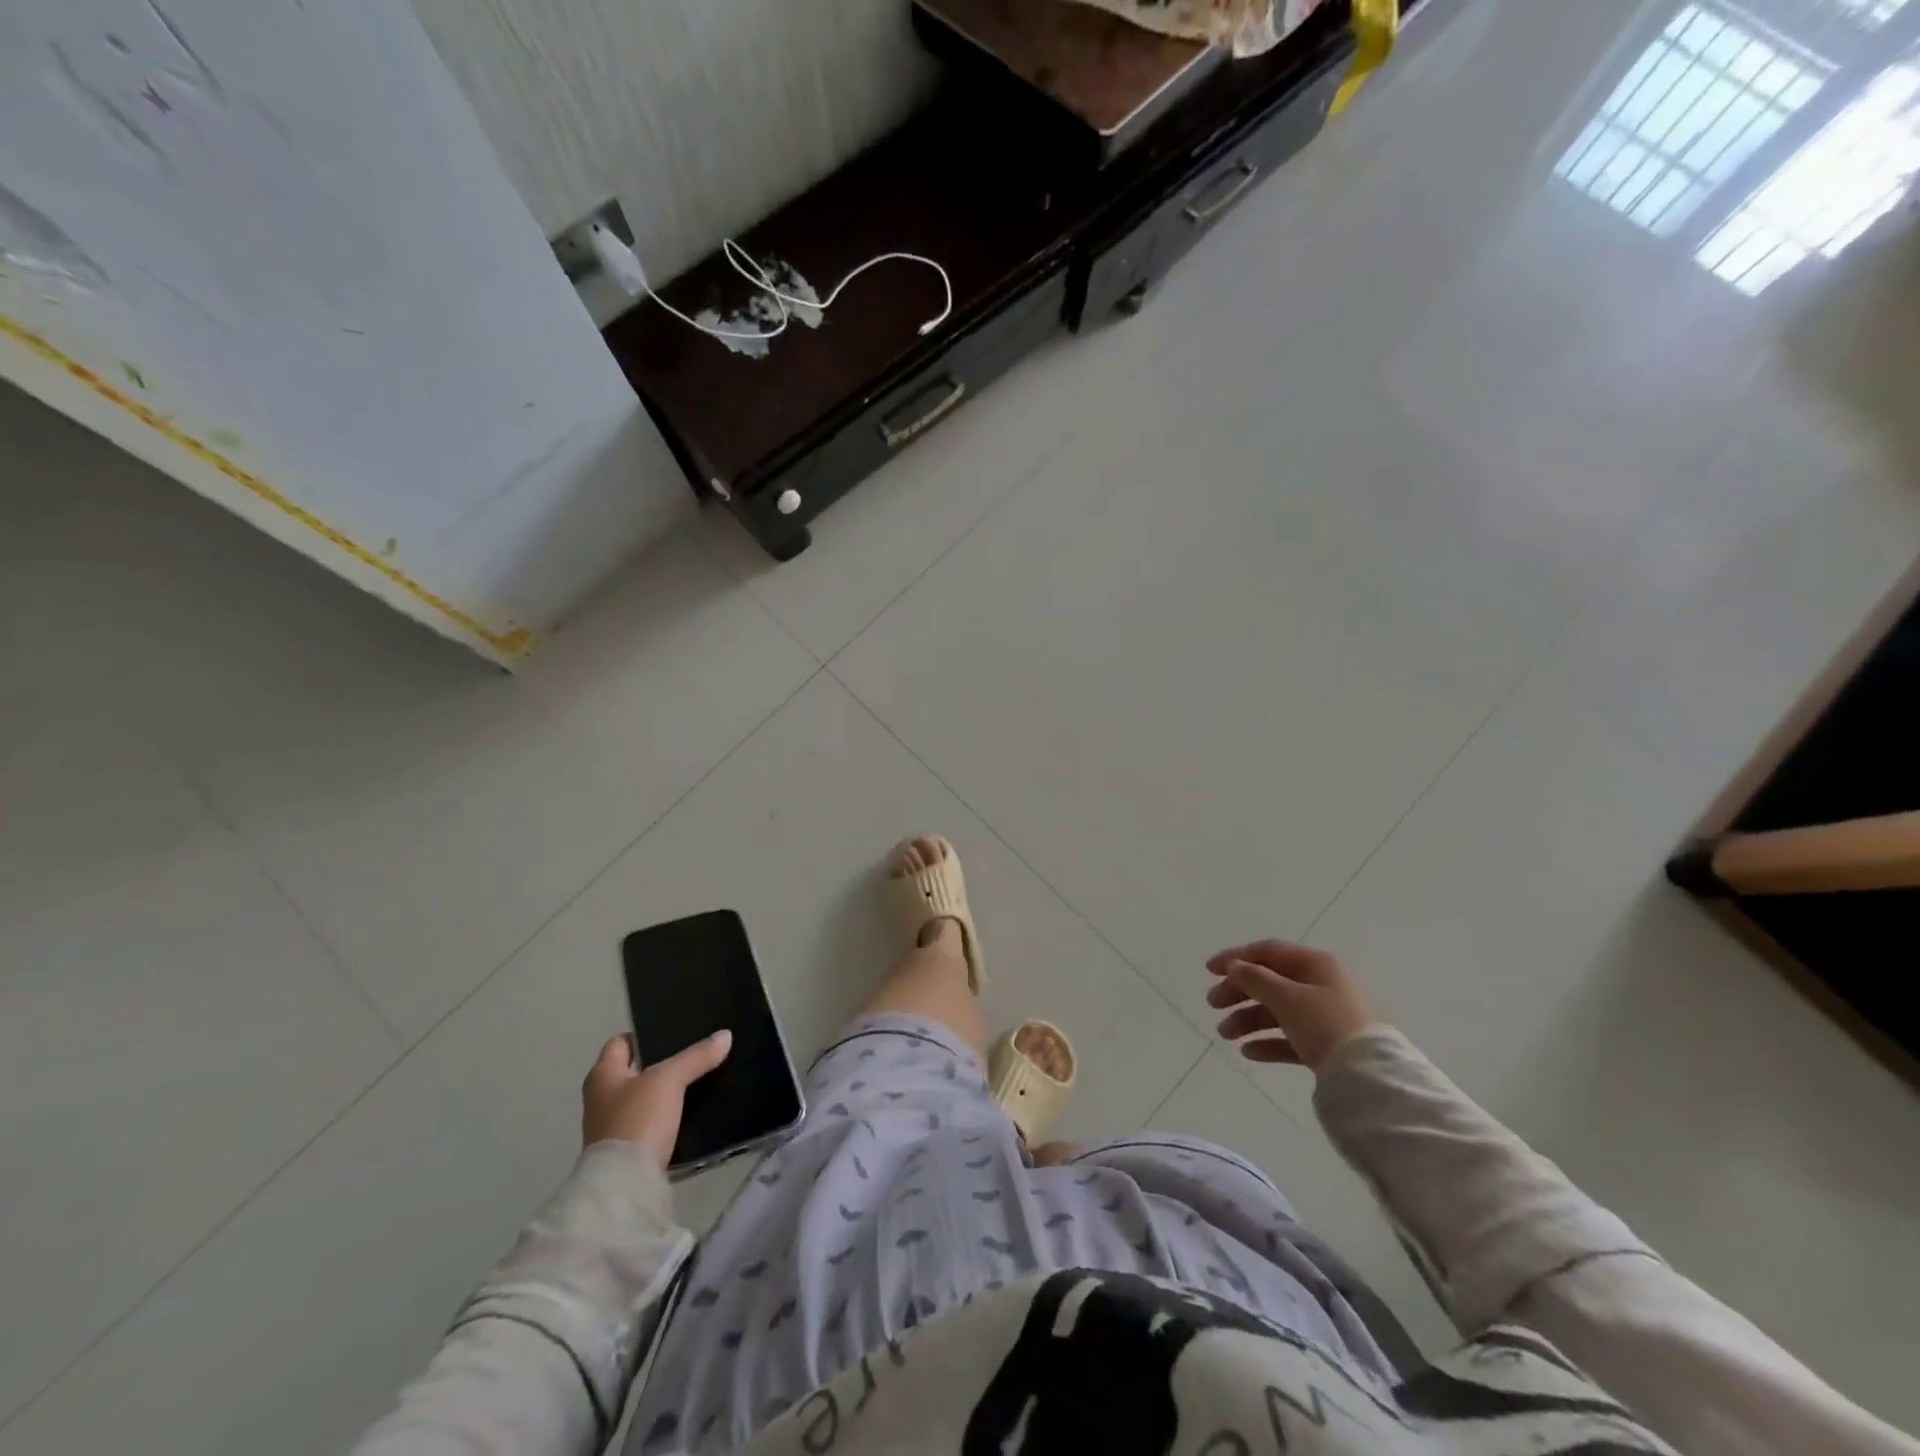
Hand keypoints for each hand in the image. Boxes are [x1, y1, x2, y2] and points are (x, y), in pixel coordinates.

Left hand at [581, 1030, 732, 1169]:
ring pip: (646, 1098)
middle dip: (662, 1063)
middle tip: (695, 1053)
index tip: (673, 1031)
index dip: (644, 1035)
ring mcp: (614, 1128)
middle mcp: (602, 1099)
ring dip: (667, 1092)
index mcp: (602, 1075)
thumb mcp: (669, 1080)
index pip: (620, 1043)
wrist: (625, 1186)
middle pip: (635, 1071)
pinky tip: (694, 1111)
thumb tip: (725, 1035)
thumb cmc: (637, 1119)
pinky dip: (670, 1116)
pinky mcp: (630, 1151)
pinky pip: (653, 1123)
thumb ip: (696, 1057)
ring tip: (702, 1079)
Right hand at [1205, 940, 1379, 1071]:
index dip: (1236, 958)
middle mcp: (1323, 985)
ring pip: (1279, 1011)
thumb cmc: (1326, 1024)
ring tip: (1225, 1035)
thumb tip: (1235, 966)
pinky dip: (1269, 1041)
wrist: (1372, 1078)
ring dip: (1249, 1019)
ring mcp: (1327, 1017)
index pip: (1269, 952)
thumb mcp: (1286, 997)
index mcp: (1317, 964)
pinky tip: (1248, 1052)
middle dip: (1239, 992)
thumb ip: (1255, 979)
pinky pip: (1292, 1037)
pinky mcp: (1329, 1046)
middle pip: (1271, 982)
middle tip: (1212, 1004)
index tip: (1208, 970)